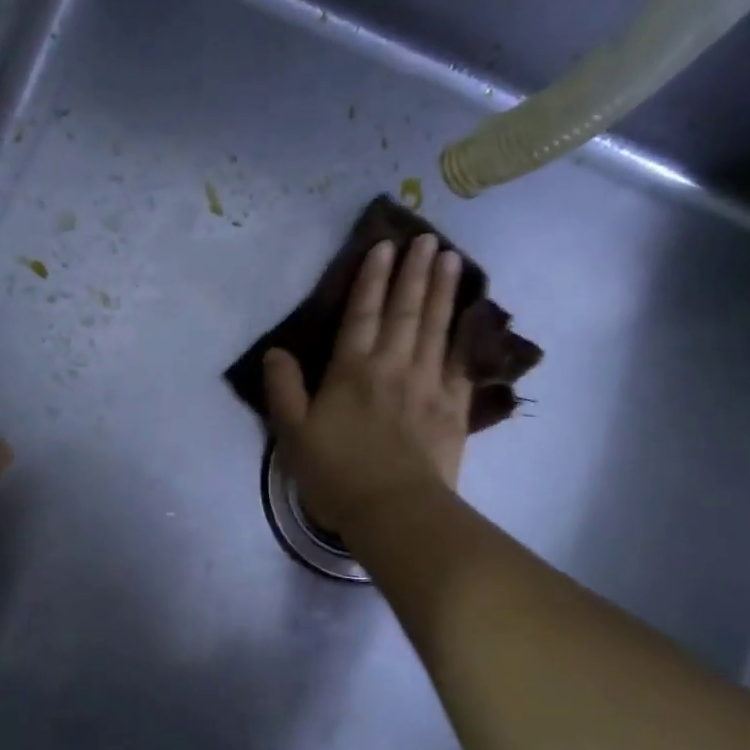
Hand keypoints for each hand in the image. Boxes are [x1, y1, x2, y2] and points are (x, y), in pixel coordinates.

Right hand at [263, 234, 471, 535]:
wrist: (394, 509)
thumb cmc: (337, 474)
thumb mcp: (293, 434)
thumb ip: (283, 390)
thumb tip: (276, 352)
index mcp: (352, 370)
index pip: (362, 314)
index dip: (372, 278)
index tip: (384, 247)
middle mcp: (393, 366)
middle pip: (405, 311)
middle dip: (414, 272)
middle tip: (427, 239)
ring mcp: (429, 384)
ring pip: (437, 327)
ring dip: (443, 291)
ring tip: (451, 259)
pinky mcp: (454, 407)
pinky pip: (462, 361)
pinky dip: (467, 335)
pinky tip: (473, 316)